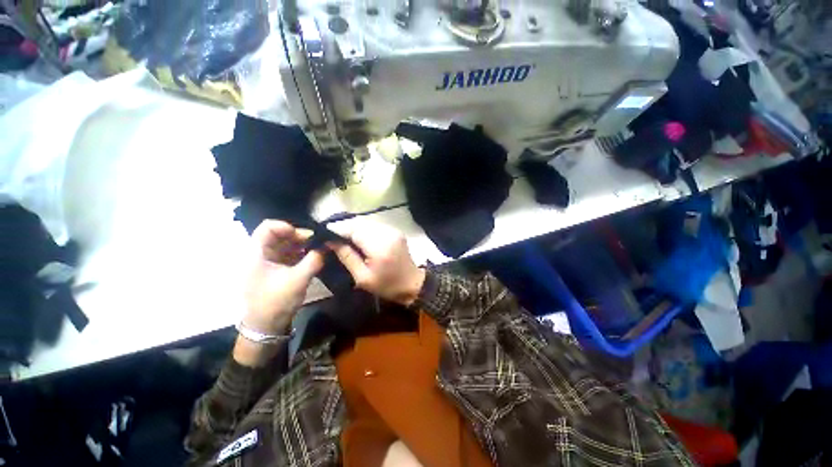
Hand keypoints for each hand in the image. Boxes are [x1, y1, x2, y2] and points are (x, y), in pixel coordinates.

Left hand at [243, 220, 323, 334]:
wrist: (266, 327)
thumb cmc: (276, 302)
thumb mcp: (298, 279)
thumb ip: (314, 260)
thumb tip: (327, 245)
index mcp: (256, 254)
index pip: (268, 227)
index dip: (287, 226)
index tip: (307, 235)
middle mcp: (259, 254)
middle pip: (278, 235)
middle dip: (299, 236)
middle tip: (317, 242)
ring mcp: (266, 262)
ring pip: (283, 245)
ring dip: (301, 245)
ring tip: (317, 249)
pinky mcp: (273, 270)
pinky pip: (286, 255)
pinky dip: (299, 253)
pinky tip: (312, 256)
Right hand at [329, 222, 425, 305]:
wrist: (412, 284)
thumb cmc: (387, 285)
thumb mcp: (363, 277)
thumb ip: (347, 257)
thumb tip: (331, 242)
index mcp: (379, 246)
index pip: (354, 230)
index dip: (338, 230)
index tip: (325, 236)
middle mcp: (387, 233)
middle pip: (360, 223)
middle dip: (345, 229)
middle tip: (334, 239)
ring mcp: (393, 231)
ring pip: (367, 223)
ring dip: (355, 229)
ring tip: (345, 240)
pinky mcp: (396, 231)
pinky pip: (376, 226)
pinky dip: (365, 231)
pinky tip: (360, 240)